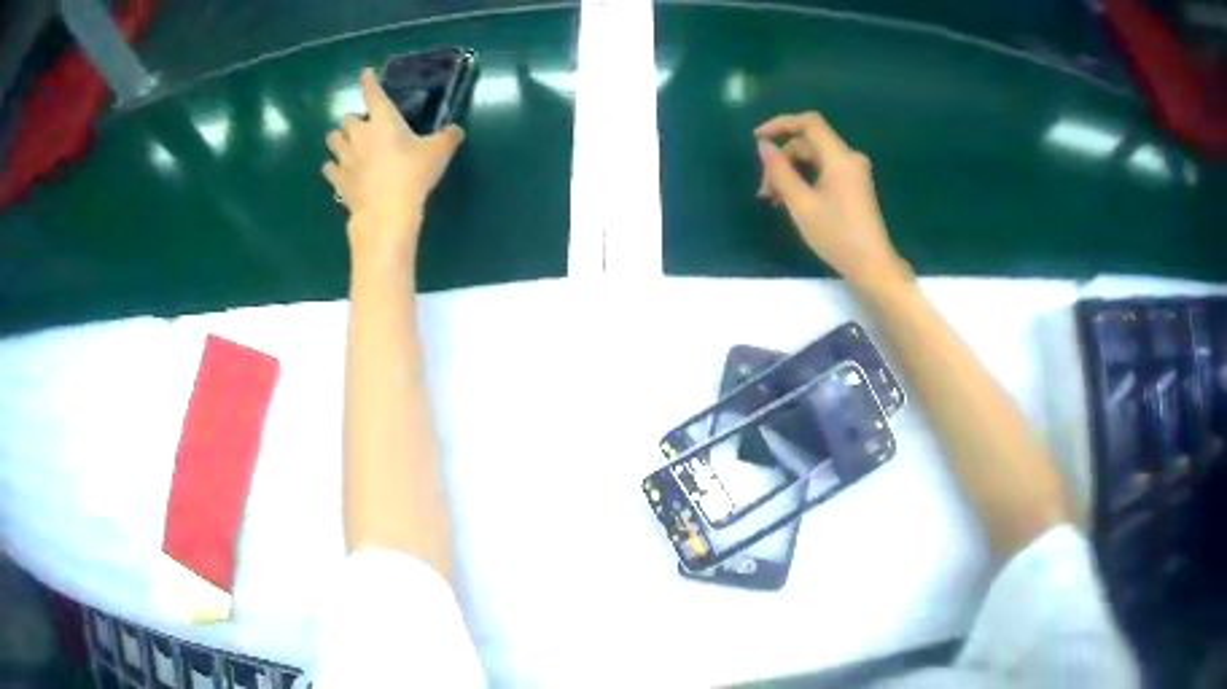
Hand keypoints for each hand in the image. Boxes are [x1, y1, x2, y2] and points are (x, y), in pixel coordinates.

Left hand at [323, 68, 463, 270]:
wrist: (386, 211)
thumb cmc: (413, 174)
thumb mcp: (439, 152)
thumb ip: (448, 137)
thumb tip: (455, 130)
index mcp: (383, 120)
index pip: (373, 93)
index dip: (368, 81)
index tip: (365, 73)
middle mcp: (359, 134)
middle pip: (347, 118)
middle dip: (354, 121)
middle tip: (364, 127)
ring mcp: (345, 158)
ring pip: (333, 140)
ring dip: (339, 139)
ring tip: (346, 144)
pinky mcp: (338, 180)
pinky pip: (329, 168)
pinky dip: (332, 167)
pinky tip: (338, 170)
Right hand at [755, 112, 909, 290]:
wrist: (872, 266)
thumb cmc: (836, 235)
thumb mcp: (801, 204)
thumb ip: (780, 171)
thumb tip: (763, 146)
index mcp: (839, 157)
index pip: (809, 123)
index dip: (780, 124)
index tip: (757, 139)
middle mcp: (849, 158)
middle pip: (809, 143)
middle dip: (783, 159)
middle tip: (764, 189)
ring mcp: (854, 173)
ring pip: (815, 159)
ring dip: (791, 172)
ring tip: (773, 199)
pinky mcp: (854, 186)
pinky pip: (825, 171)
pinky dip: (806, 179)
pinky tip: (792, 200)